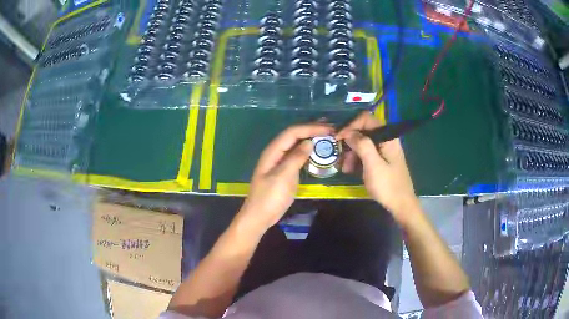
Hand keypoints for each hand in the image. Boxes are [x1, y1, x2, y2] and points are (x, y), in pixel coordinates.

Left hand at [238, 122, 334, 232]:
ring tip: (327, 135)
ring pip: (296, 144)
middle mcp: (276, 152)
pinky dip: (308, 150)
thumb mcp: (283, 177)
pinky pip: (297, 155)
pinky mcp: (284, 170)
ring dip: (310, 137)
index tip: (329, 129)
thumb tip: (309, 142)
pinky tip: (317, 150)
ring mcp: (280, 161)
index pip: (292, 132)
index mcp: (273, 151)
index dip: (310, 128)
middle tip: (331, 128)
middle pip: (294, 135)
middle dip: (311, 129)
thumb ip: (296, 158)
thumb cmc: (270, 198)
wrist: (260, 216)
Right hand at [337, 112, 419, 224]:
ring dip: (351, 154)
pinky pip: (366, 154)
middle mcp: (386, 139)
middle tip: (340, 157)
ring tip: (345, 169)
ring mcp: (384, 150)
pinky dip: (357, 160)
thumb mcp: (373, 165)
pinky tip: (350, 170)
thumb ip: (362, 145)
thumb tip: (349, 132)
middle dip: (350, 143)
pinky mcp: (382, 160)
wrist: (401, 205)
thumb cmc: (388, 185)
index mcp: (388, 137)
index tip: (338, 137)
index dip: (350, 125)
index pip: (366, 119)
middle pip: (363, 131)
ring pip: (363, 143)